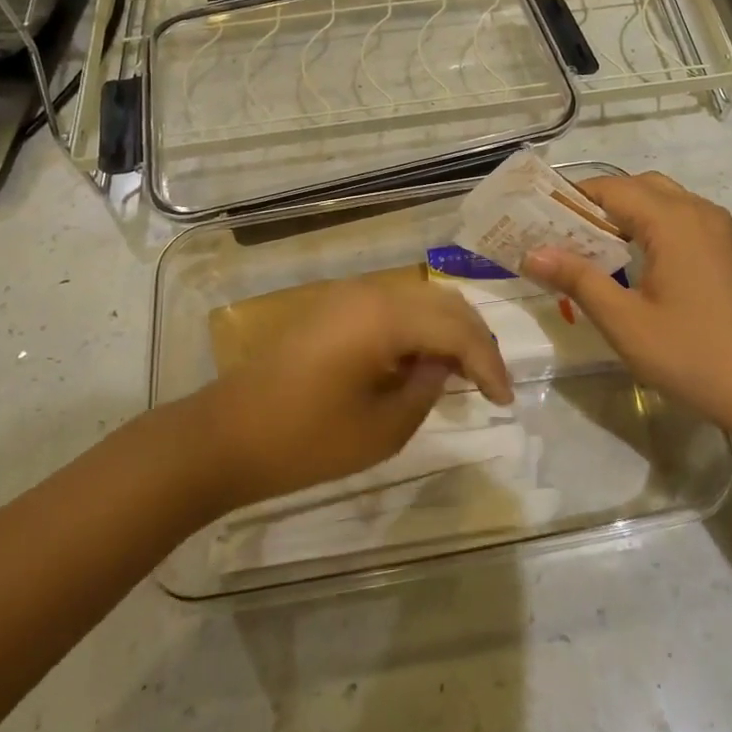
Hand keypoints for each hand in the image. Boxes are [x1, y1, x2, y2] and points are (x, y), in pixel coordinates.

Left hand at [190, 278, 510, 508]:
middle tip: (490, 383)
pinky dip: (417, 329)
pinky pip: (391, 307)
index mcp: (386, 316)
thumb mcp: (383, 427)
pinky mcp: (331, 308)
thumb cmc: (306, 440)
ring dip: (447, 331)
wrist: (226, 436)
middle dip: (474, 340)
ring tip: (462, 374)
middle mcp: (371, 291)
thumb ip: (428, 388)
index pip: (458, 329)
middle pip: (443, 304)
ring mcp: (347, 295)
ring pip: (419, 300)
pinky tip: (421, 362)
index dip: (489, 363)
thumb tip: (445, 366)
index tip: (505, 401)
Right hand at [523, 173, 731, 429]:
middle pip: (637, 186)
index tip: (539, 220)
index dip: (573, 199)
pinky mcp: (725, 248)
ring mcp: (717, 229)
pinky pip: (680, 218)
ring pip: (661, 200)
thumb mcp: (624, 321)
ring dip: (625, 213)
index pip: (612, 189)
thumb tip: (532, 253)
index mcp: (673, 221)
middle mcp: (698, 212)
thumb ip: (578, 280)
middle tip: (563, 234)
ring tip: (592, 246)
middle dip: (598, 203)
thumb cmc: (690, 354)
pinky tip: (633, 260)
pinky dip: (650, 224)